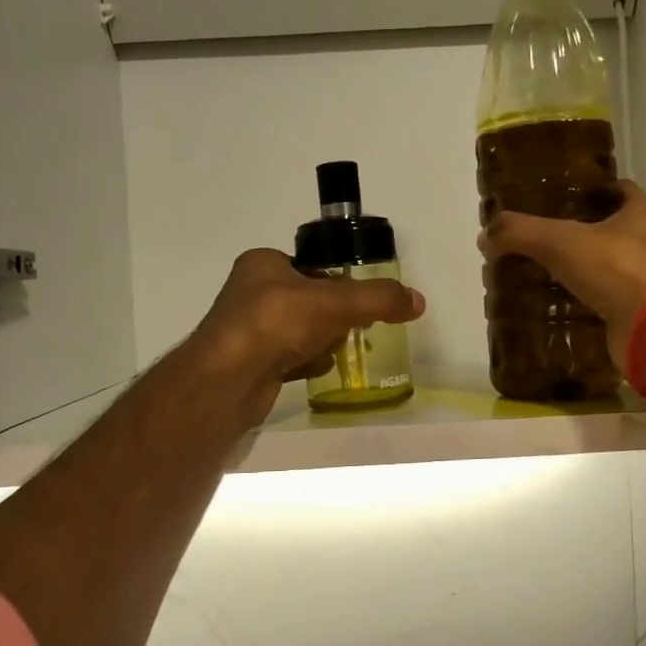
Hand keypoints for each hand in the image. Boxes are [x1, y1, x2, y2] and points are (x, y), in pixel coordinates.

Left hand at [190, 249, 424, 426]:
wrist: (228, 381)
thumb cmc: (277, 323)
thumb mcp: (336, 302)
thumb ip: (378, 299)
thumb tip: (418, 301)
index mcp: (262, 264)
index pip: (311, 266)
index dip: (337, 281)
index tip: (359, 300)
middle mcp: (250, 293)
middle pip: (307, 300)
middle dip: (333, 316)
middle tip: (356, 327)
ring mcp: (247, 331)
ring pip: (299, 331)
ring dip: (322, 341)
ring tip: (339, 351)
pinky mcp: (249, 364)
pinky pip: (288, 358)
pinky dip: (306, 363)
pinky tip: (320, 370)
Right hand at [479, 180, 645, 364]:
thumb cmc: (617, 270)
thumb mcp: (559, 241)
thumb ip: (518, 232)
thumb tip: (485, 236)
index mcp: (642, 212)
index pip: (613, 189)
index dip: (582, 190)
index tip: (550, 198)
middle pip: (605, 229)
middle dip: (570, 234)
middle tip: (532, 239)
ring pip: (602, 267)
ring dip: (573, 270)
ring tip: (533, 272)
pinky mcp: (636, 313)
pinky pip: (600, 301)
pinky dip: (577, 303)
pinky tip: (549, 306)